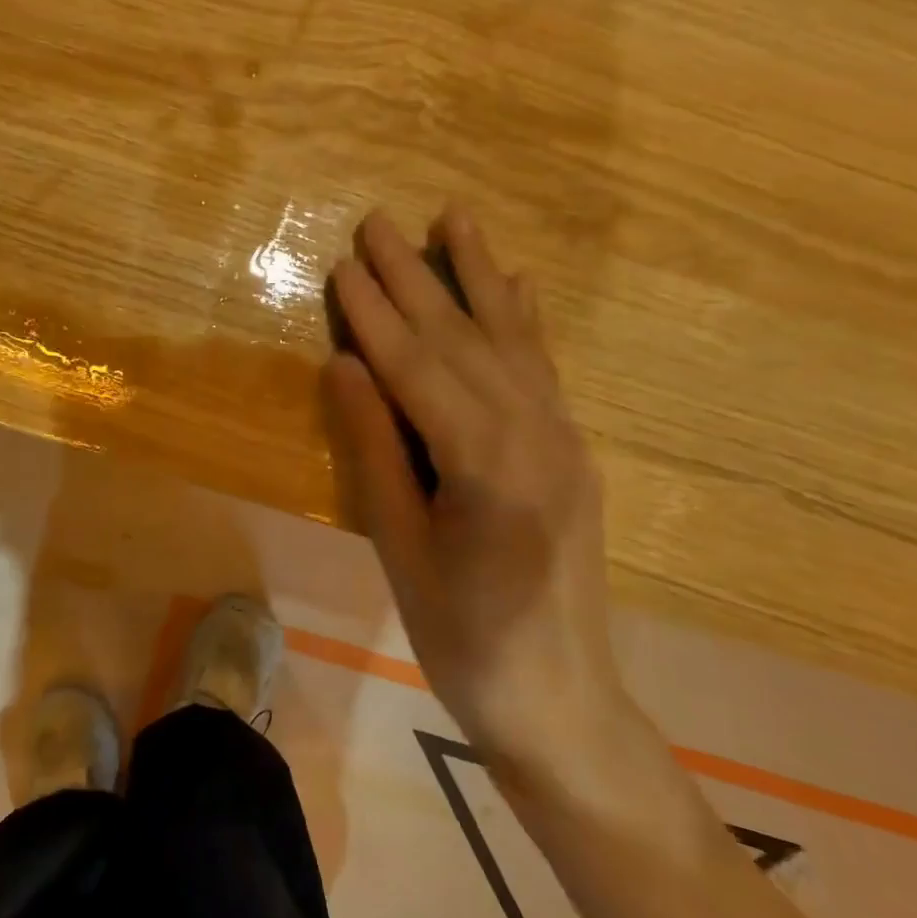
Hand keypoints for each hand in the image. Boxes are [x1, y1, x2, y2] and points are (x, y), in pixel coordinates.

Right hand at [324, 207, 623, 760]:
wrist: (560, 699)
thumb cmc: (461, 637)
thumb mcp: (400, 548)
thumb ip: (376, 448)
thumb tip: (345, 364)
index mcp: (487, 465)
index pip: (420, 369)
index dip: (377, 315)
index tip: (344, 264)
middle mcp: (536, 434)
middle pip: (464, 340)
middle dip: (417, 277)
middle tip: (379, 222)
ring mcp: (563, 438)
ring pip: (512, 341)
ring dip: (478, 276)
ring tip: (455, 218)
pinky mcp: (572, 449)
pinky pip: (544, 369)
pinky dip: (526, 320)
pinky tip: (519, 282)